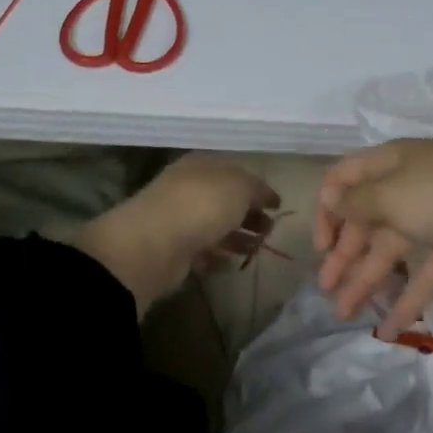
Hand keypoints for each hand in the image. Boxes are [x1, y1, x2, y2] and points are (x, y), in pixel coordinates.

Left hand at [73, 153, 278, 310]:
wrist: (154, 243)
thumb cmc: (201, 204)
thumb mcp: (239, 186)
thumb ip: (255, 189)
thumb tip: (265, 196)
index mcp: (202, 166)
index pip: (235, 173)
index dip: (257, 188)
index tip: (278, 205)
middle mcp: (188, 189)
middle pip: (225, 201)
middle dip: (249, 214)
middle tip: (270, 230)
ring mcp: (179, 221)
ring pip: (215, 227)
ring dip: (237, 238)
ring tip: (258, 249)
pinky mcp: (174, 251)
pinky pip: (202, 253)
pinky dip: (217, 258)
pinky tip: (232, 266)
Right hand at [314, 139, 432, 336]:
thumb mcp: (392, 196)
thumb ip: (356, 202)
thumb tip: (332, 198)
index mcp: (392, 162)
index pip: (346, 178)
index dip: (327, 210)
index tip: (320, 248)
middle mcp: (411, 183)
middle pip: (368, 218)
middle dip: (345, 253)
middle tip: (326, 290)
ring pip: (393, 248)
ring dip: (368, 279)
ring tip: (345, 315)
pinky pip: (425, 269)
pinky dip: (408, 296)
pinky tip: (390, 329)